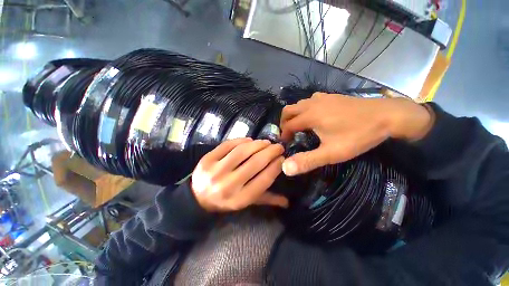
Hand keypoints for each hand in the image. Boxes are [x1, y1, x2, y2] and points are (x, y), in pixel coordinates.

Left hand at [191, 138, 287, 211]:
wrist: (198, 198)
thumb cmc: (226, 201)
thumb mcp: (246, 203)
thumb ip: (266, 200)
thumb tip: (287, 201)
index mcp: (240, 199)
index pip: (264, 179)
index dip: (276, 166)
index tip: (283, 158)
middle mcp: (228, 185)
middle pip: (255, 163)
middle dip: (270, 152)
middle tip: (278, 147)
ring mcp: (215, 171)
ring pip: (242, 152)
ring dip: (258, 144)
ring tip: (266, 142)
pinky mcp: (207, 160)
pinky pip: (228, 145)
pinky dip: (241, 140)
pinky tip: (250, 140)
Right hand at [280, 93, 432, 175]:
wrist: (387, 116)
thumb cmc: (358, 135)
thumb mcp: (331, 153)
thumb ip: (307, 161)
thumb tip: (285, 168)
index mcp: (309, 116)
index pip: (288, 125)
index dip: (284, 135)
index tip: (286, 144)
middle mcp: (312, 104)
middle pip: (288, 110)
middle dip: (284, 122)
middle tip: (289, 135)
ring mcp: (322, 98)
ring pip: (299, 104)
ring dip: (294, 115)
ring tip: (299, 127)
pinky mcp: (331, 96)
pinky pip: (310, 100)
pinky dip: (305, 109)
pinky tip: (314, 116)